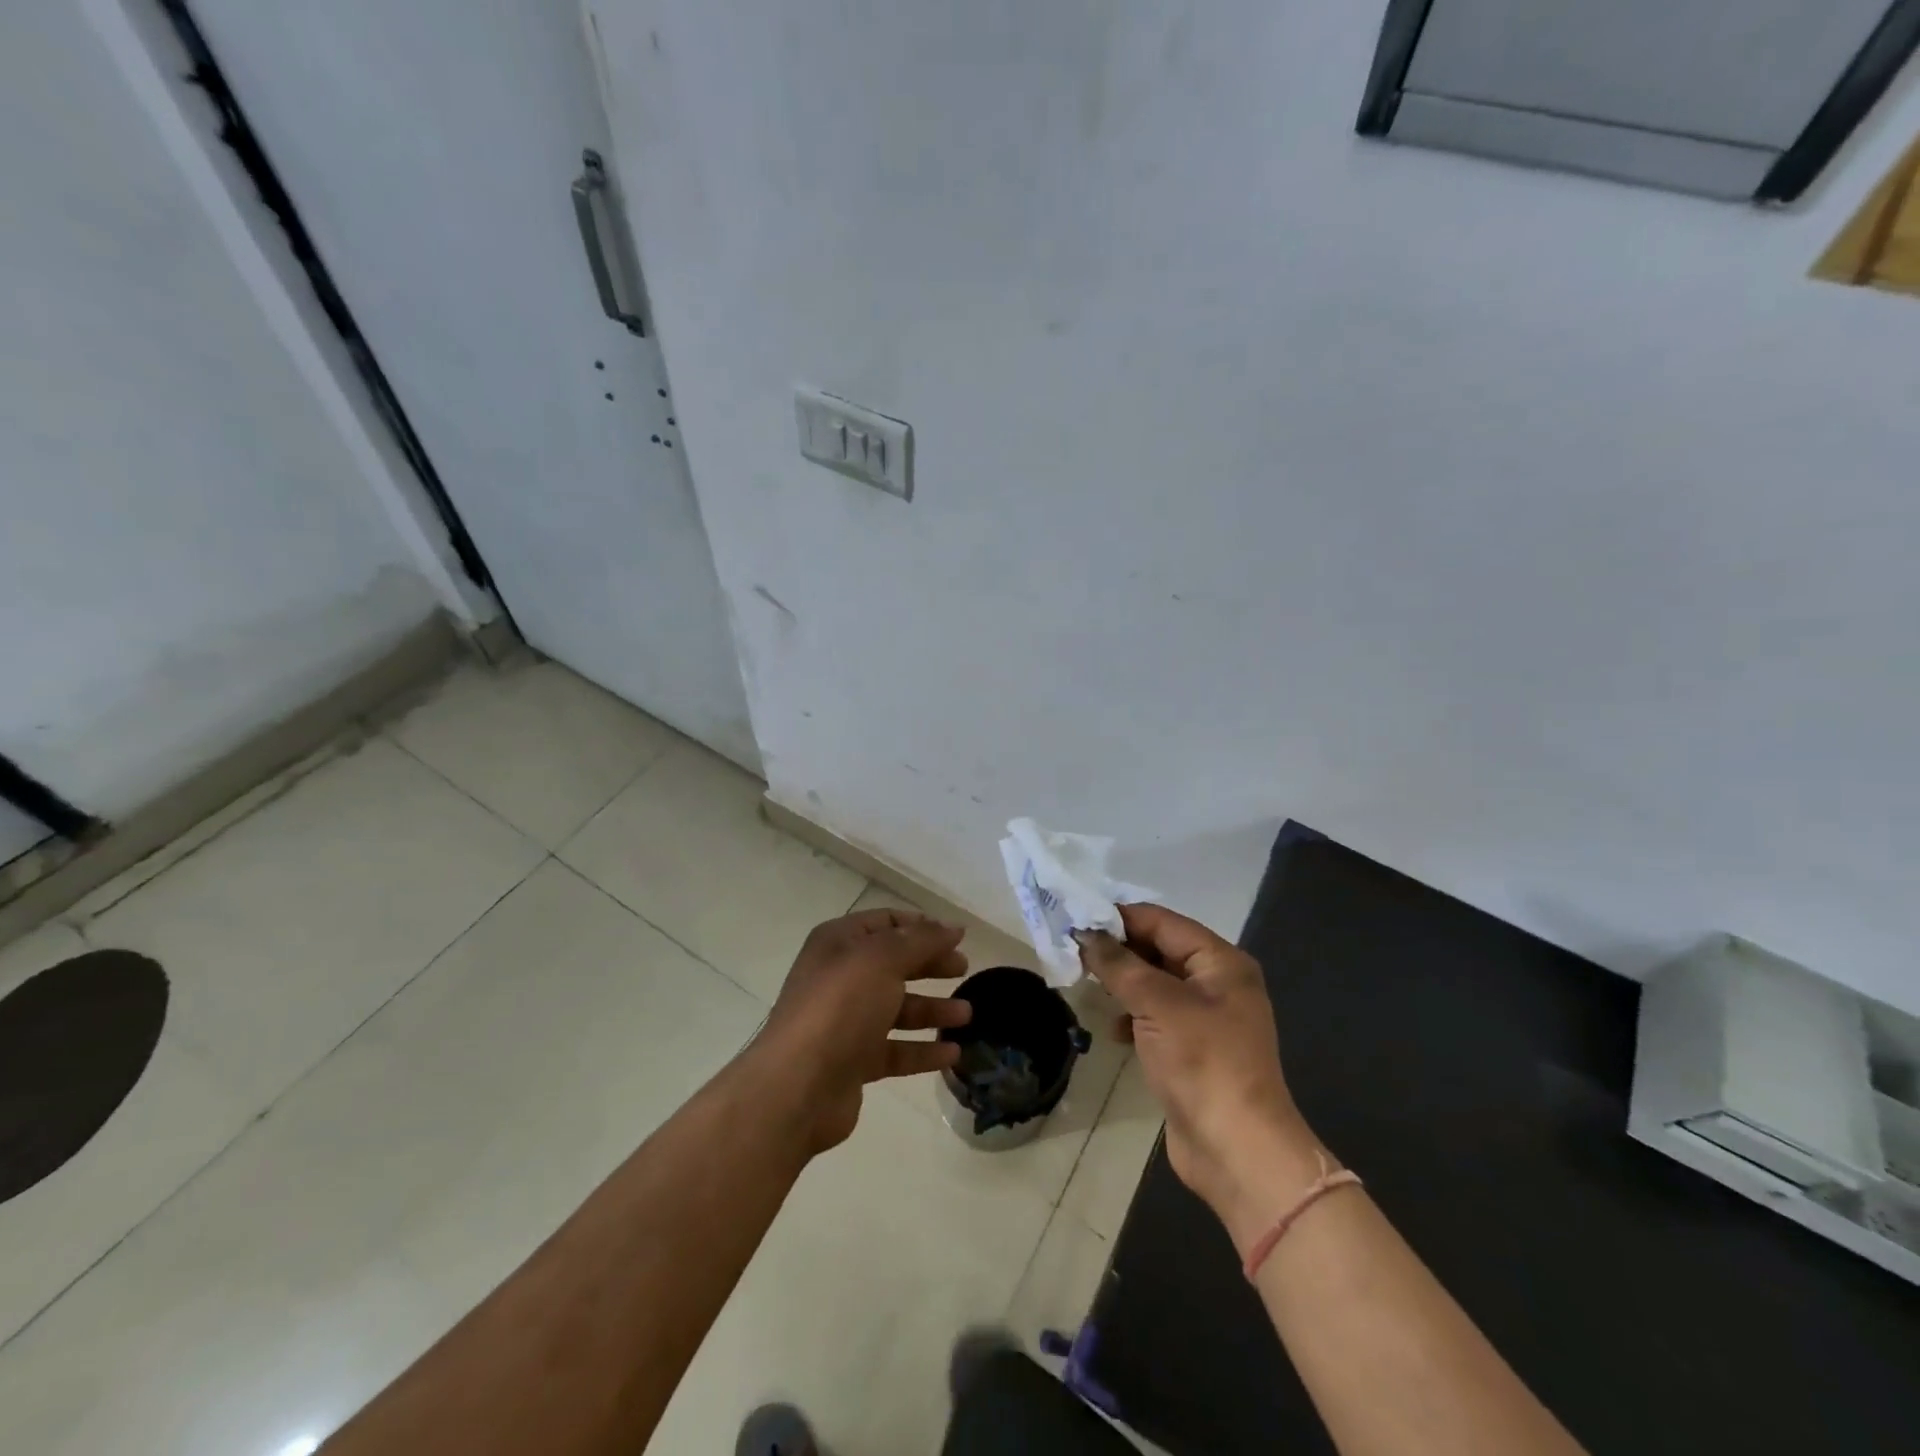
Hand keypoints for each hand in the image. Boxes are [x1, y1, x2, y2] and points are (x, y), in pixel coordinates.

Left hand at [756, 907, 971, 1152]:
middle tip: (964, 969)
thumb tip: (953, 927)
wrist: (797, 1087)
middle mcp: (840, 977)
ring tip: (967, 1015)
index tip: (957, 936)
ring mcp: (846, 1022)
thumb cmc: (840, 1007)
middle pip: (894, 964)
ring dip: (932, 1009)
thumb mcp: (882, 959)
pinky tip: (953, 1054)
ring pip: (897, 1008)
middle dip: (930, 964)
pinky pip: (895, 1050)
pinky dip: (923, 1050)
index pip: (885, 923)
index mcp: (839, 943)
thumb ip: (921, 940)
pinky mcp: (853, 1061)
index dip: (921, 926)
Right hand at [1077, 905, 1325, 1252]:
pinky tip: (1112, 1029)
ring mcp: (1207, 1018)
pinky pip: (1156, 1016)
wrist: (1237, 1150)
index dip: (1120, 917)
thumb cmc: (1202, 1063)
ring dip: (1123, 982)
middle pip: (1159, 949)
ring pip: (1155, 983)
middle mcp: (1218, 983)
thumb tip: (1086, 934)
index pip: (1163, 921)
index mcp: (1221, 962)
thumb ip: (1119, 964)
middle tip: (1073, 950)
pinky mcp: (1194, 1049)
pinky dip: (1133, 1015)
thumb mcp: (1157, 1004)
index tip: (1077, 918)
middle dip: (1118, 950)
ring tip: (1086, 984)